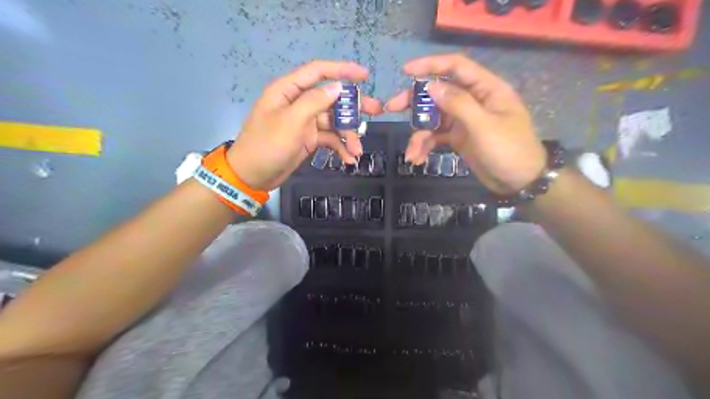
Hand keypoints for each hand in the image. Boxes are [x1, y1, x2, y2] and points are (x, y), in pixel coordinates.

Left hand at [226, 61, 382, 190]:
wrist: (252, 176)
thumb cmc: (267, 145)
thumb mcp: (290, 121)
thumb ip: (314, 102)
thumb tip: (337, 87)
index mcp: (289, 91)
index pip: (318, 72)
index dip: (342, 70)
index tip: (365, 75)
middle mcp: (299, 103)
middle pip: (332, 99)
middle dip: (353, 107)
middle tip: (377, 111)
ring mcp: (305, 123)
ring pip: (333, 122)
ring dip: (348, 135)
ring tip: (358, 150)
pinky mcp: (309, 140)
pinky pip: (329, 139)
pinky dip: (339, 148)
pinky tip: (348, 159)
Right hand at [386, 53, 544, 194]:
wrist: (519, 182)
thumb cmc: (508, 150)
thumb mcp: (483, 126)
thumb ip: (458, 104)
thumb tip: (431, 86)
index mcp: (485, 89)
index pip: (456, 67)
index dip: (431, 65)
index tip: (406, 72)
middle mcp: (473, 101)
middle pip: (439, 92)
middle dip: (415, 102)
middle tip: (392, 108)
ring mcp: (464, 120)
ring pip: (434, 118)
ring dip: (419, 134)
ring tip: (411, 153)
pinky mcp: (458, 138)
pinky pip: (436, 136)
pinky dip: (425, 146)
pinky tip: (418, 159)